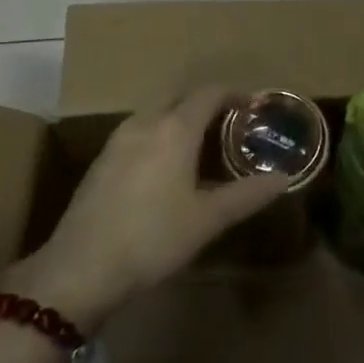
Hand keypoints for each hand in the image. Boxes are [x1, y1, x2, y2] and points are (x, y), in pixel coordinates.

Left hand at [6, 86, 285, 330]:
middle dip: (206, 102)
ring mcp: (117, 140)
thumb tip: (283, 178)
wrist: (80, 269)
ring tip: (201, 143)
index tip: (252, 106)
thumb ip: (247, 195)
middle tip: (230, 123)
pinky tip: (166, 166)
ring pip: (156, 112)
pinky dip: (160, 133)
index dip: (234, 94)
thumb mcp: (208, 220)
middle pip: (180, 96)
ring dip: (180, 117)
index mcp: (174, 128)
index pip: (209, 93)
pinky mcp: (101, 160)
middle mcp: (145, 123)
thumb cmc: (153, 239)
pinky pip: (139, 131)